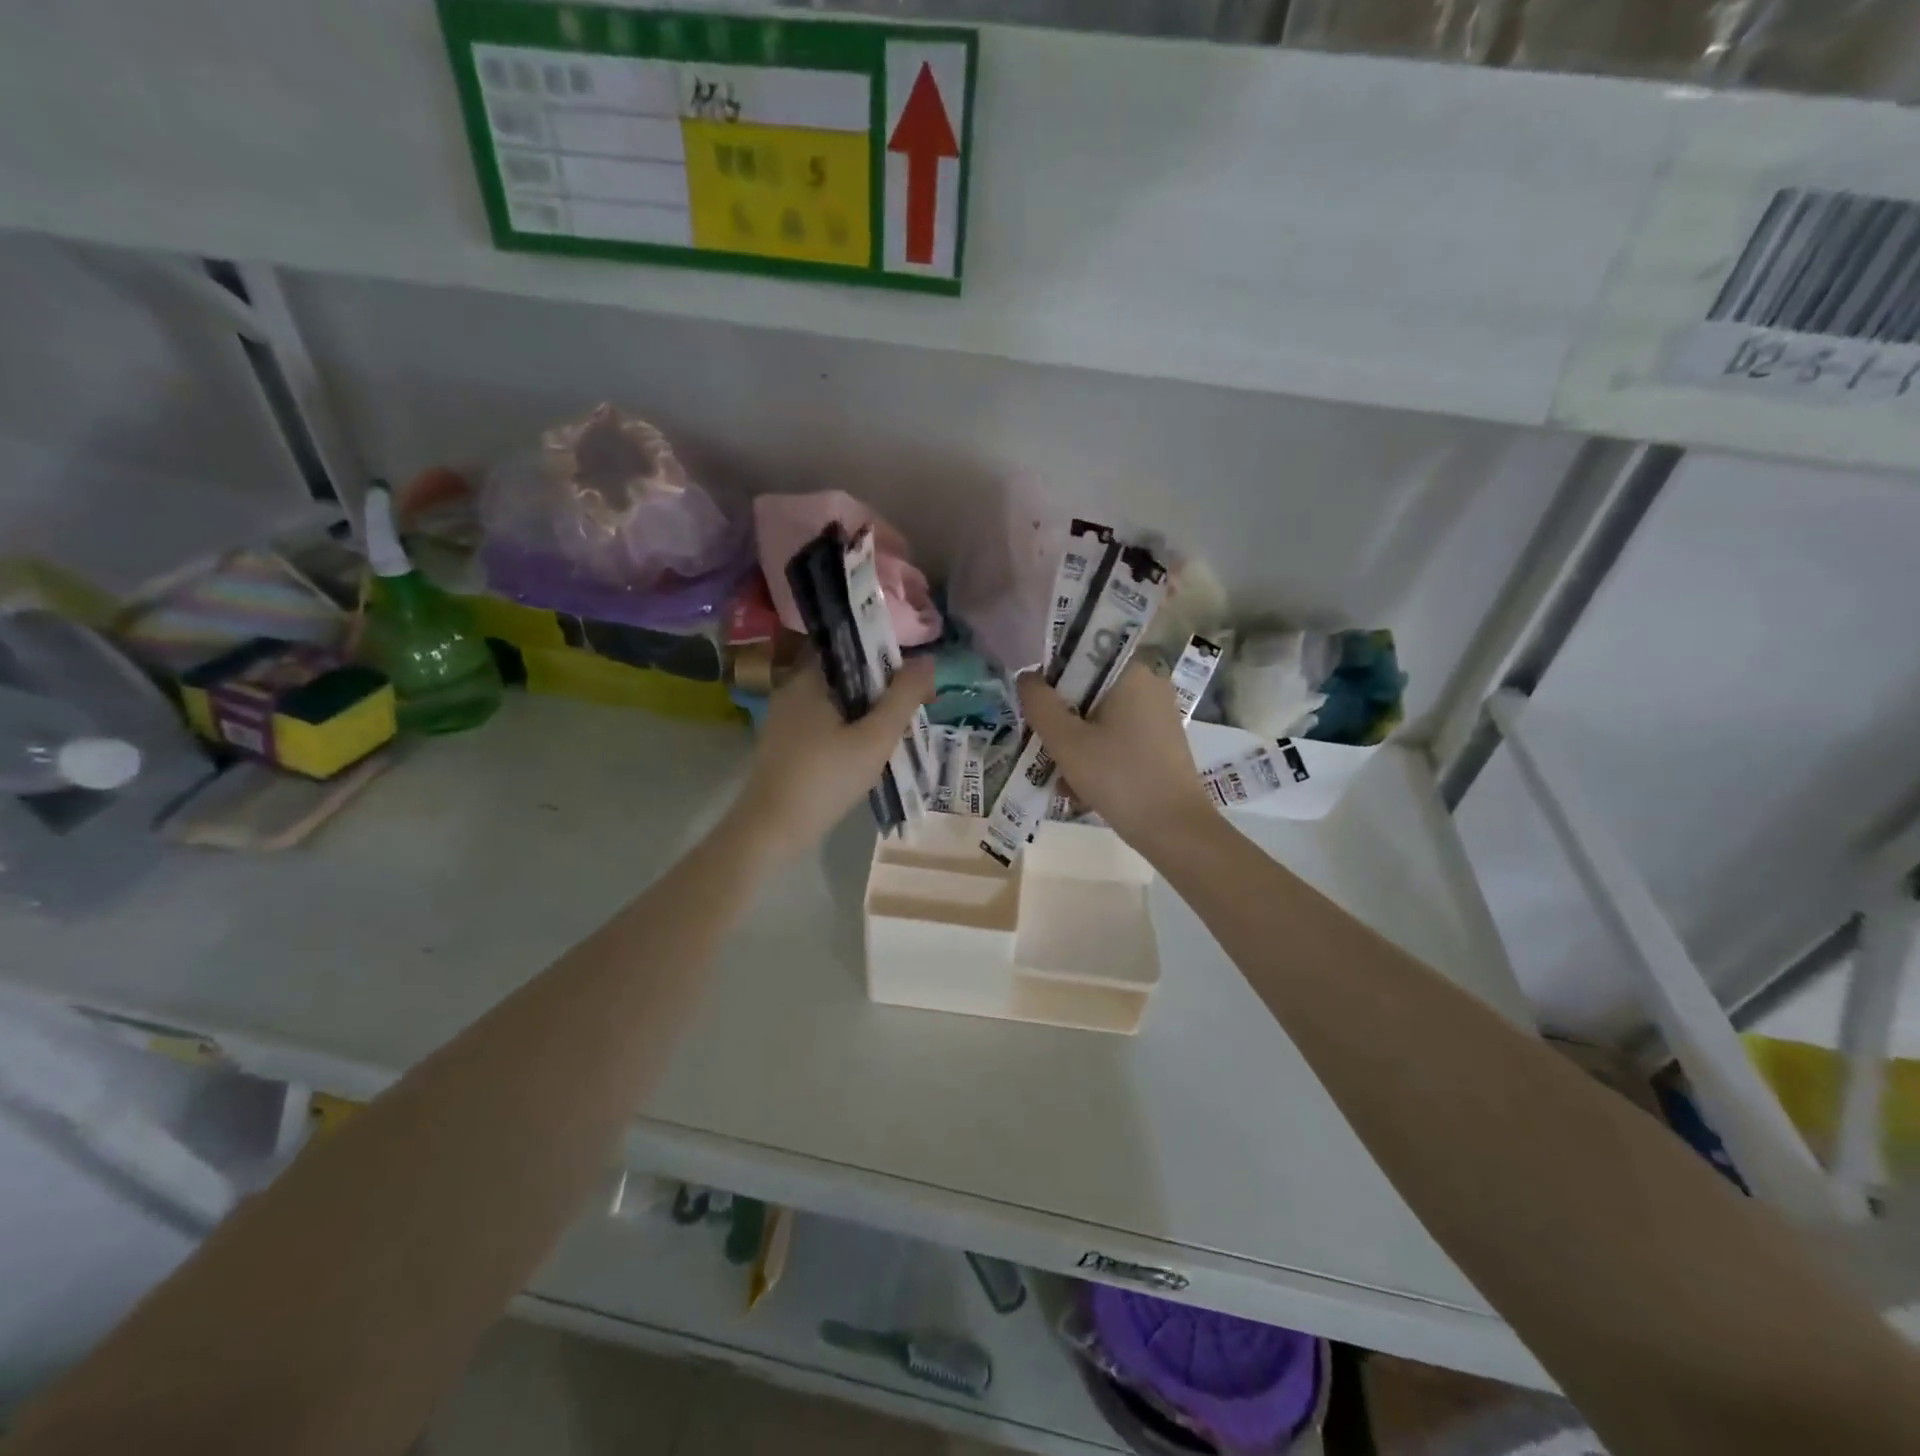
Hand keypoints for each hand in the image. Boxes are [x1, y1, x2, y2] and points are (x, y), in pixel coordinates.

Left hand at [730, 657, 936, 860]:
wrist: (772, 829)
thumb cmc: (826, 778)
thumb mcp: (875, 738)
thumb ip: (903, 697)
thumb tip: (927, 659)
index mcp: (810, 678)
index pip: (853, 648)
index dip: (887, 659)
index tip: (913, 683)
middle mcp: (793, 689)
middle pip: (847, 676)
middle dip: (881, 690)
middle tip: (910, 713)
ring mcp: (785, 718)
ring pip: (837, 702)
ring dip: (866, 713)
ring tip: (894, 735)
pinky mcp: (784, 743)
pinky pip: (824, 723)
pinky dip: (848, 730)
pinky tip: (865, 753)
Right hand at [1017, 662, 1216, 854]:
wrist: (1174, 830)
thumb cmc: (1118, 777)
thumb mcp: (1067, 741)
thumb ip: (1040, 703)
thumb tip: (1026, 676)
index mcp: (1131, 672)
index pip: (1081, 654)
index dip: (1052, 676)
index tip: (1036, 706)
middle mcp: (1149, 685)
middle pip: (1089, 689)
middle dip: (1062, 718)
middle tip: (1043, 745)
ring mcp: (1158, 716)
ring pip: (1100, 717)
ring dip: (1075, 742)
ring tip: (1059, 775)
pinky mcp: (1160, 743)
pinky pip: (1117, 737)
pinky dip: (1097, 755)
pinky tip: (1080, 787)